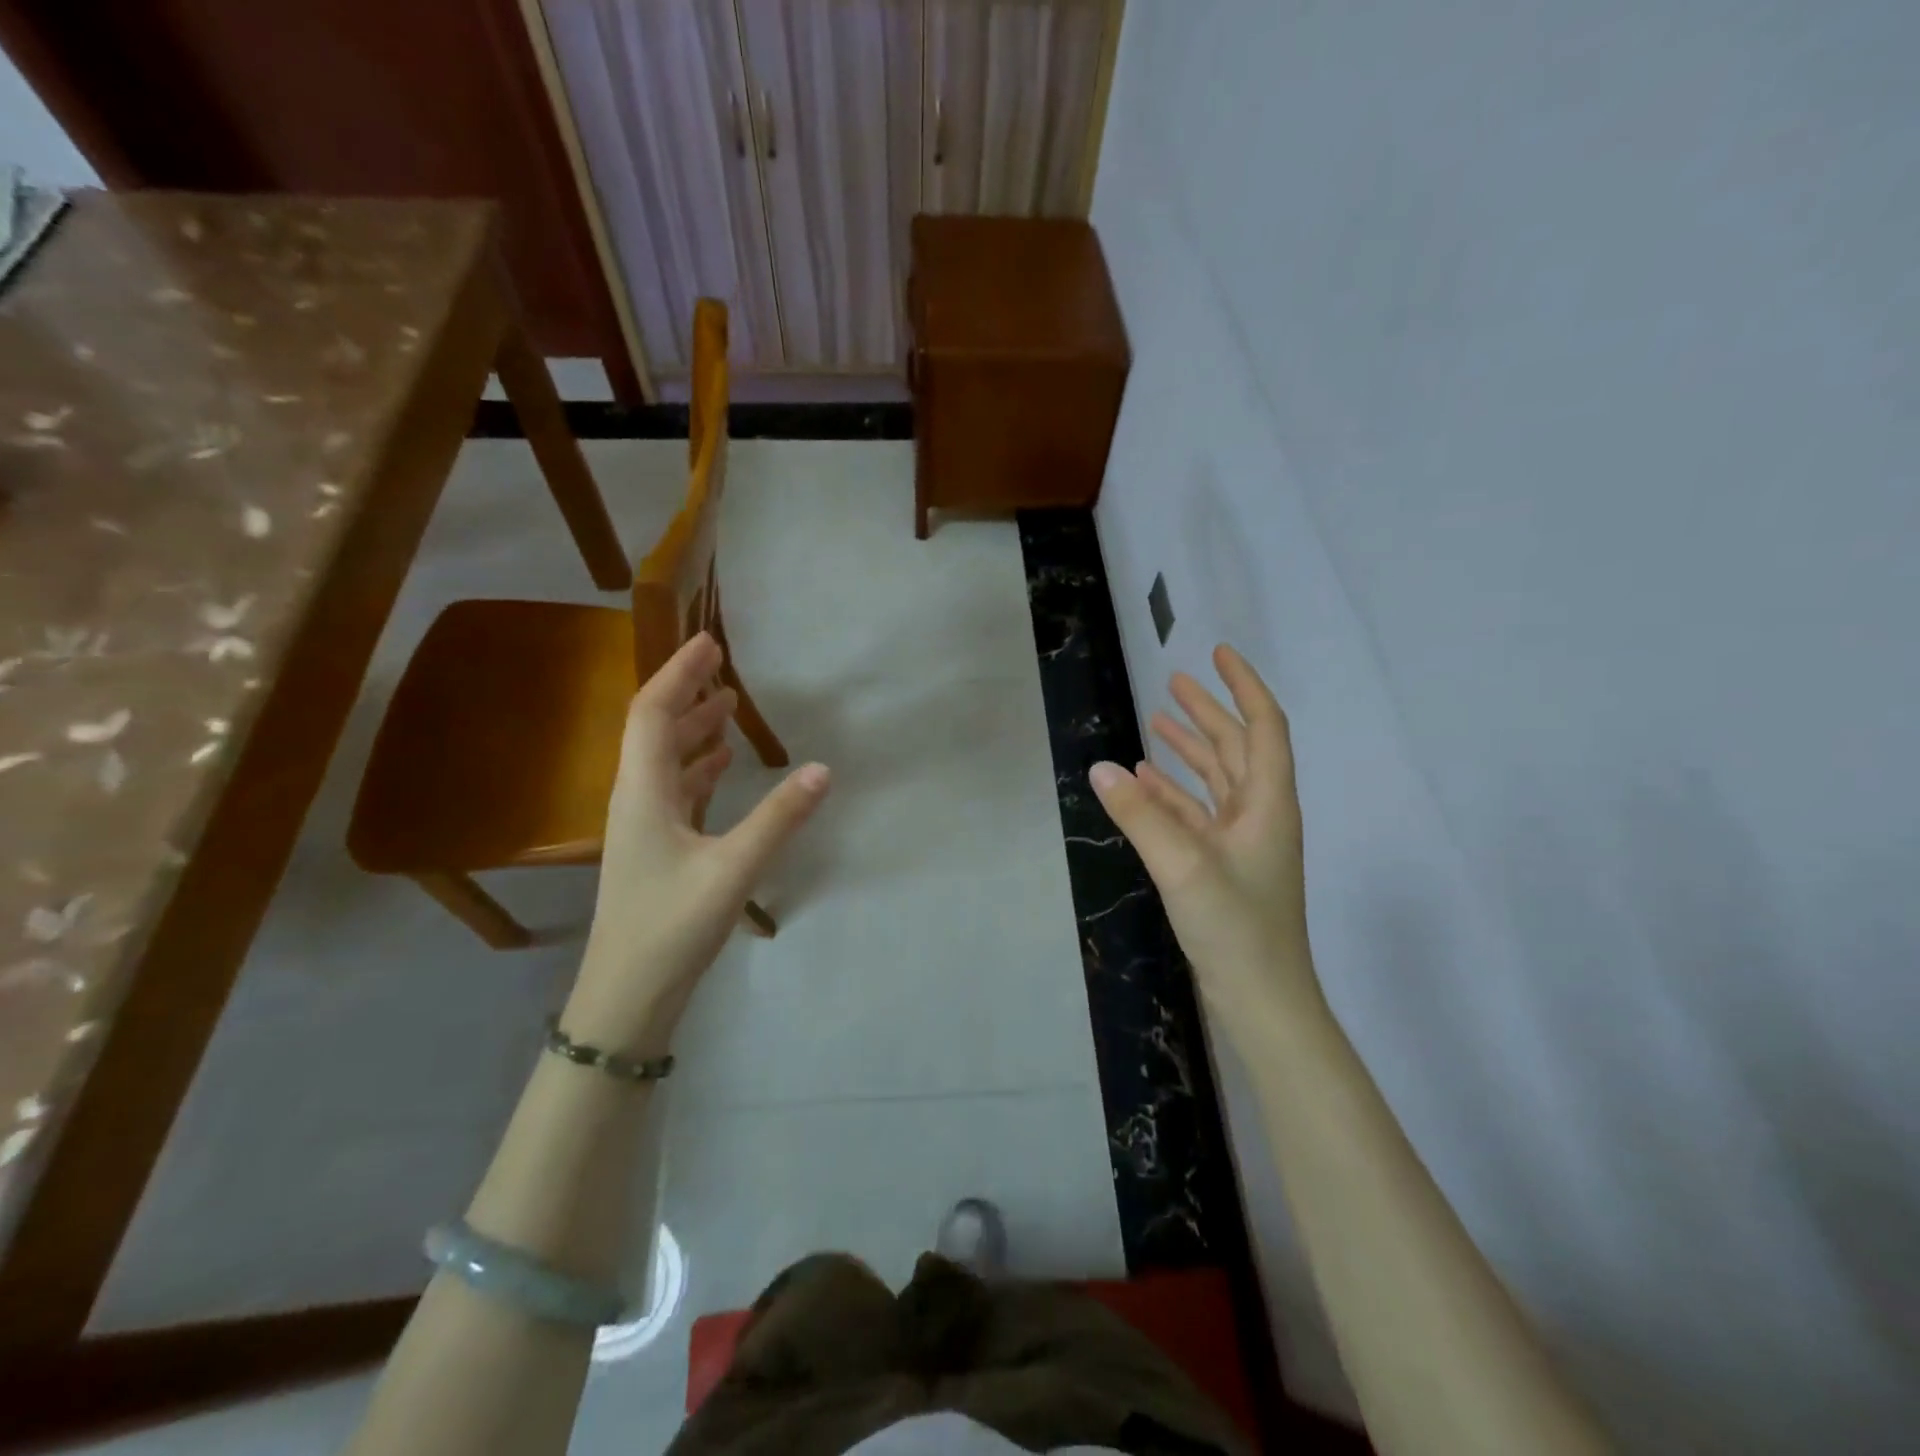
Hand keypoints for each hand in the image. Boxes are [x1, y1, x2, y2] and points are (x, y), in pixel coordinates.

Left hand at [567, 632, 829, 1052]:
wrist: (627, 995)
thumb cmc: (671, 928)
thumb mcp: (732, 870)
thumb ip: (779, 818)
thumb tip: (822, 769)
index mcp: (642, 792)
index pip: (653, 713)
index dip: (678, 673)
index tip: (708, 642)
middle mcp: (634, 798)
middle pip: (655, 729)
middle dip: (686, 692)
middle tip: (722, 664)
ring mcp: (642, 825)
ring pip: (664, 760)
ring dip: (693, 729)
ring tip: (728, 706)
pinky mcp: (654, 848)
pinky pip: (674, 789)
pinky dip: (697, 767)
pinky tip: (721, 766)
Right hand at [1089, 644, 1321, 1034]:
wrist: (1262, 999)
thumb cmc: (1236, 928)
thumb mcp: (1183, 865)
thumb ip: (1140, 814)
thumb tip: (1100, 766)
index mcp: (1268, 803)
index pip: (1263, 726)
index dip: (1243, 686)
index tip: (1217, 654)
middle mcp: (1259, 814)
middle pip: (1237, 747)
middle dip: (1207, 712)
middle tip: (1173, 681)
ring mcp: (1241, 841)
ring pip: (1216, 779)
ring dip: (1189, 749)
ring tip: (1157, 721)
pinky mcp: (1222, 865)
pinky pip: (1196, 813)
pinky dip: (1172, 792)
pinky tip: (1144, 782)